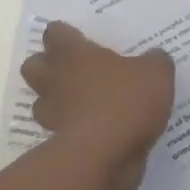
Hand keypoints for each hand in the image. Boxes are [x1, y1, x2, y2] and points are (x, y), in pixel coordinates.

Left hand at [22, 22, 174, 189]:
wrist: (106, 156)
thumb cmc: (126, 101)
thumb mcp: (156, 74)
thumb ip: (155, 61)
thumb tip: (154, 57)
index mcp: (75, 54)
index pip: (55, 33)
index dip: (64, 34)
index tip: (79, 39)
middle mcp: (57, 79)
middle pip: (33, 65)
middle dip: (46, 65)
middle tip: (73, 69)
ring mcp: (53, 113)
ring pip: (39, 100)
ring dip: (53, 100)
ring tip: (79, 102)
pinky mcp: (58, 143)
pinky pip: (57, 131)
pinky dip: (69, 129)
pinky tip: (92, 131)